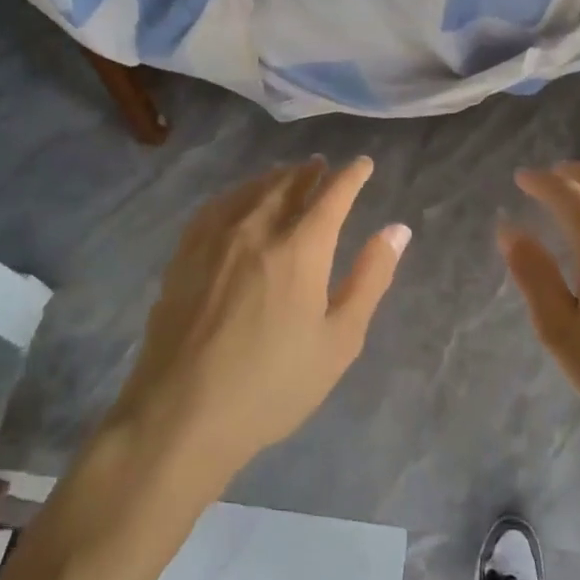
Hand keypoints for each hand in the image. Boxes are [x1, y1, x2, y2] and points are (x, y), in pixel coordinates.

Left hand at [112, 158, 408, 484]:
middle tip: (323, 166)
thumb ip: (370, 278)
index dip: (351, 176)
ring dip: (275, 177)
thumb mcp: (339, 340)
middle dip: (311, 172)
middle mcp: (257, 230)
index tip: (363, 164)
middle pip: (288, 184)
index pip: (332, 195)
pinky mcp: (184, 256)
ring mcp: (214, 240)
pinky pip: (215, 207)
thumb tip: (397, 230)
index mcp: (300, 249)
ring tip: (287, 175)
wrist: (182, 414)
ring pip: (250, 191)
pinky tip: (238, 201)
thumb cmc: (274, 384)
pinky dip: (236, 194)